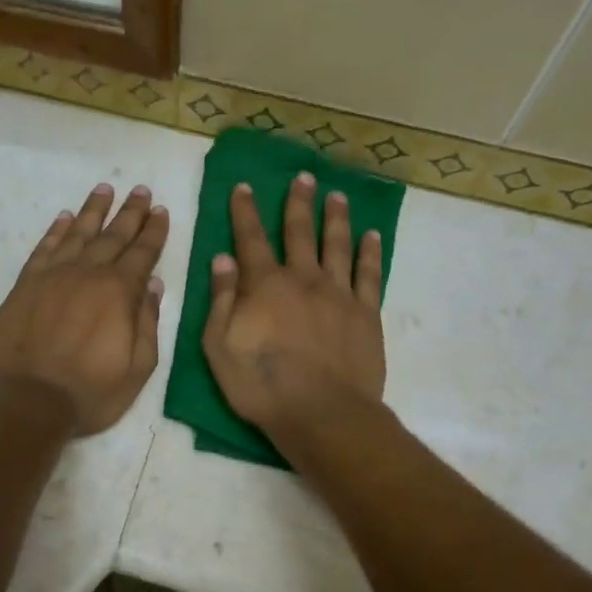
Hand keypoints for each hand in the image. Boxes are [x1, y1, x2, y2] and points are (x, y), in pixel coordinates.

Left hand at [0, 183, 169, 435]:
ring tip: (105, 189)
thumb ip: (147, 323)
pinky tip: (64, 218)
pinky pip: (44, 248)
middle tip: (140, 190)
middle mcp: (88, 274)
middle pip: (113, 235)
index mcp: (119, 292)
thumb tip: (153, 286)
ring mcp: (53, 276)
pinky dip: (56, 230)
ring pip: (78, 233)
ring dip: (93, 210)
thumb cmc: (89, 392)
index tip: (160, 210)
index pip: (143, 253)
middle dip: (130, 212)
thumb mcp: (137, 368)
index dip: (154, 231)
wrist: (26, 401)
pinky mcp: (25, 285)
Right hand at [203, 173, 385, 441]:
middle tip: (303, 177)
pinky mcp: (366, 313)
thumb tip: (222, 258)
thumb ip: (221, 300)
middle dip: (298, 203)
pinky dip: (369, 252)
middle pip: (299, 232)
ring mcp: (338, 294)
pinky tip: (371, 235)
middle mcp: (303, 279)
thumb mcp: (220, 347)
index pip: (251, 239)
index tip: (244, 186)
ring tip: (337, 195)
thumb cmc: (262, 385)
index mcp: (265, 285)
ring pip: (337, 245)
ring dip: (336, 217)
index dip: (245, 211)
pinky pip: (369, 274)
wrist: (322, 414)